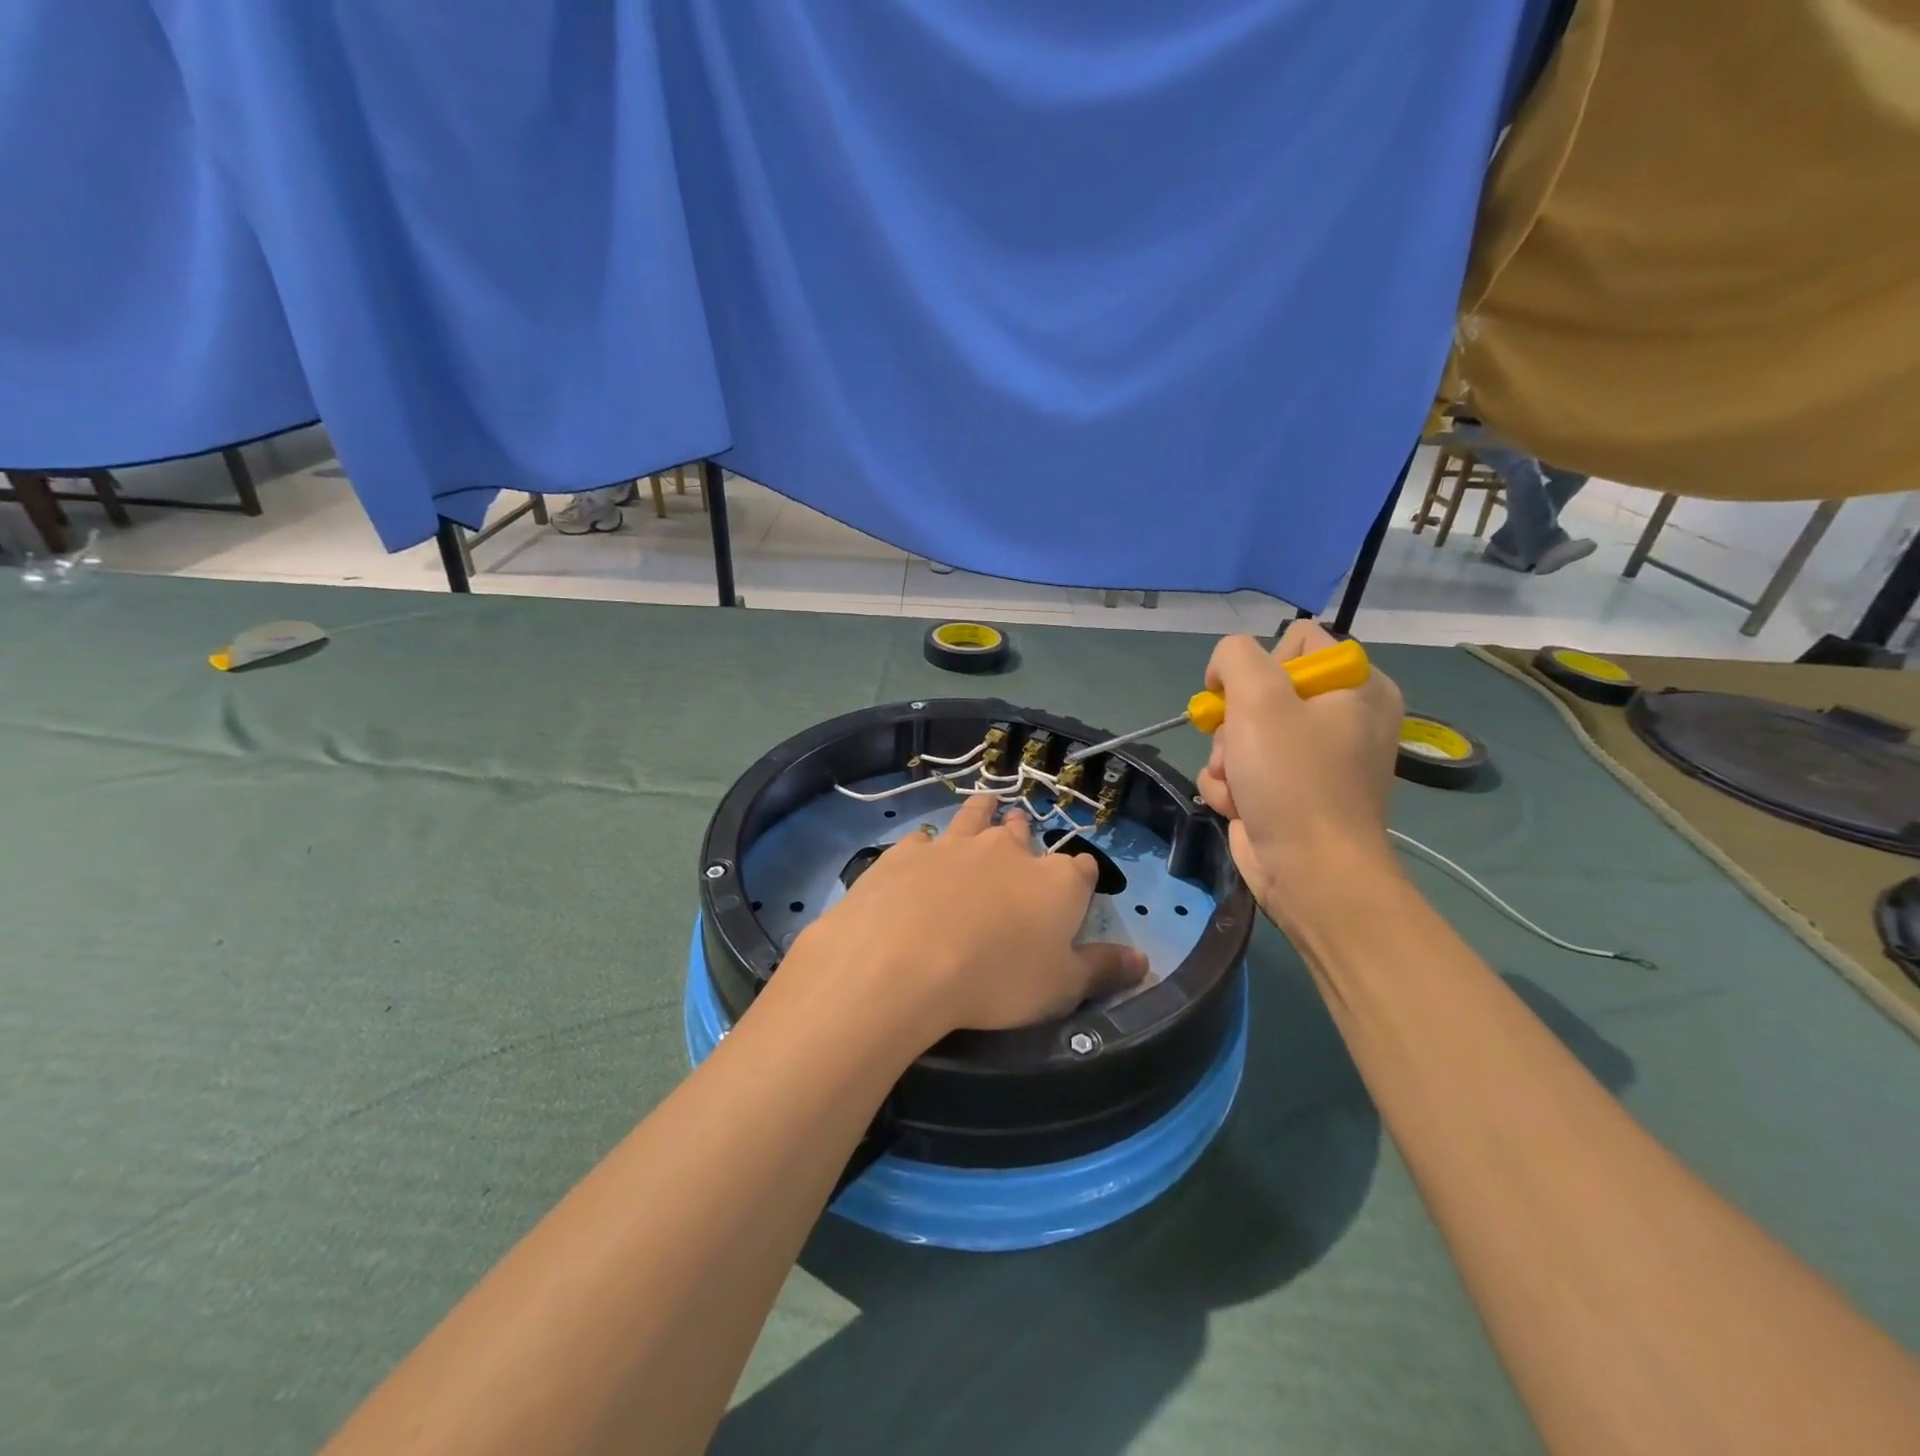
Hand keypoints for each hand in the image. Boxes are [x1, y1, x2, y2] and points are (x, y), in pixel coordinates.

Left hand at [795, 793, 1147, 1040]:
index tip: (1076, 889)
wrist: (903, 961)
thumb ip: (1103, 969)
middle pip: (1024, 832)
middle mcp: (1008, 850)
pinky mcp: (908, 851)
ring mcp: (955, 844)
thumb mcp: (1061, 989)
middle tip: (1019, 842)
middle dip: (1026, 835)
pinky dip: (927, 845)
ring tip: (985, 807)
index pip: (1081, 869)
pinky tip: (921, 852)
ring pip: (975, 816)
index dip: (1080, 878)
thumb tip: (1144, 958)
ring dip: (983, 812)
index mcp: (1055, 881)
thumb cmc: (996, 981)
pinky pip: (923, 840)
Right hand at [1197, 623, 1404, 923]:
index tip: (1250, 696)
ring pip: (1240, 732)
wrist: (1309, 872)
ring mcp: (1312, 758)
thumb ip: (1236, 657)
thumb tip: (1224, 669)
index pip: (1295, 641)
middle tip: (1241, 747)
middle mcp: (1341, 717)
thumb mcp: (1260, 698)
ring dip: (1227, 758)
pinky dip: (1231, 787)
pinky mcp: (1287, 791)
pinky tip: (1240, 805)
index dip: (1261, 664)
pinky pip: (1241, 768)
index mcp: (1357, 686)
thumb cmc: (1294, 779)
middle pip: (1259, 690)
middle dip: (1235, 722)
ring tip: (1241, 784)